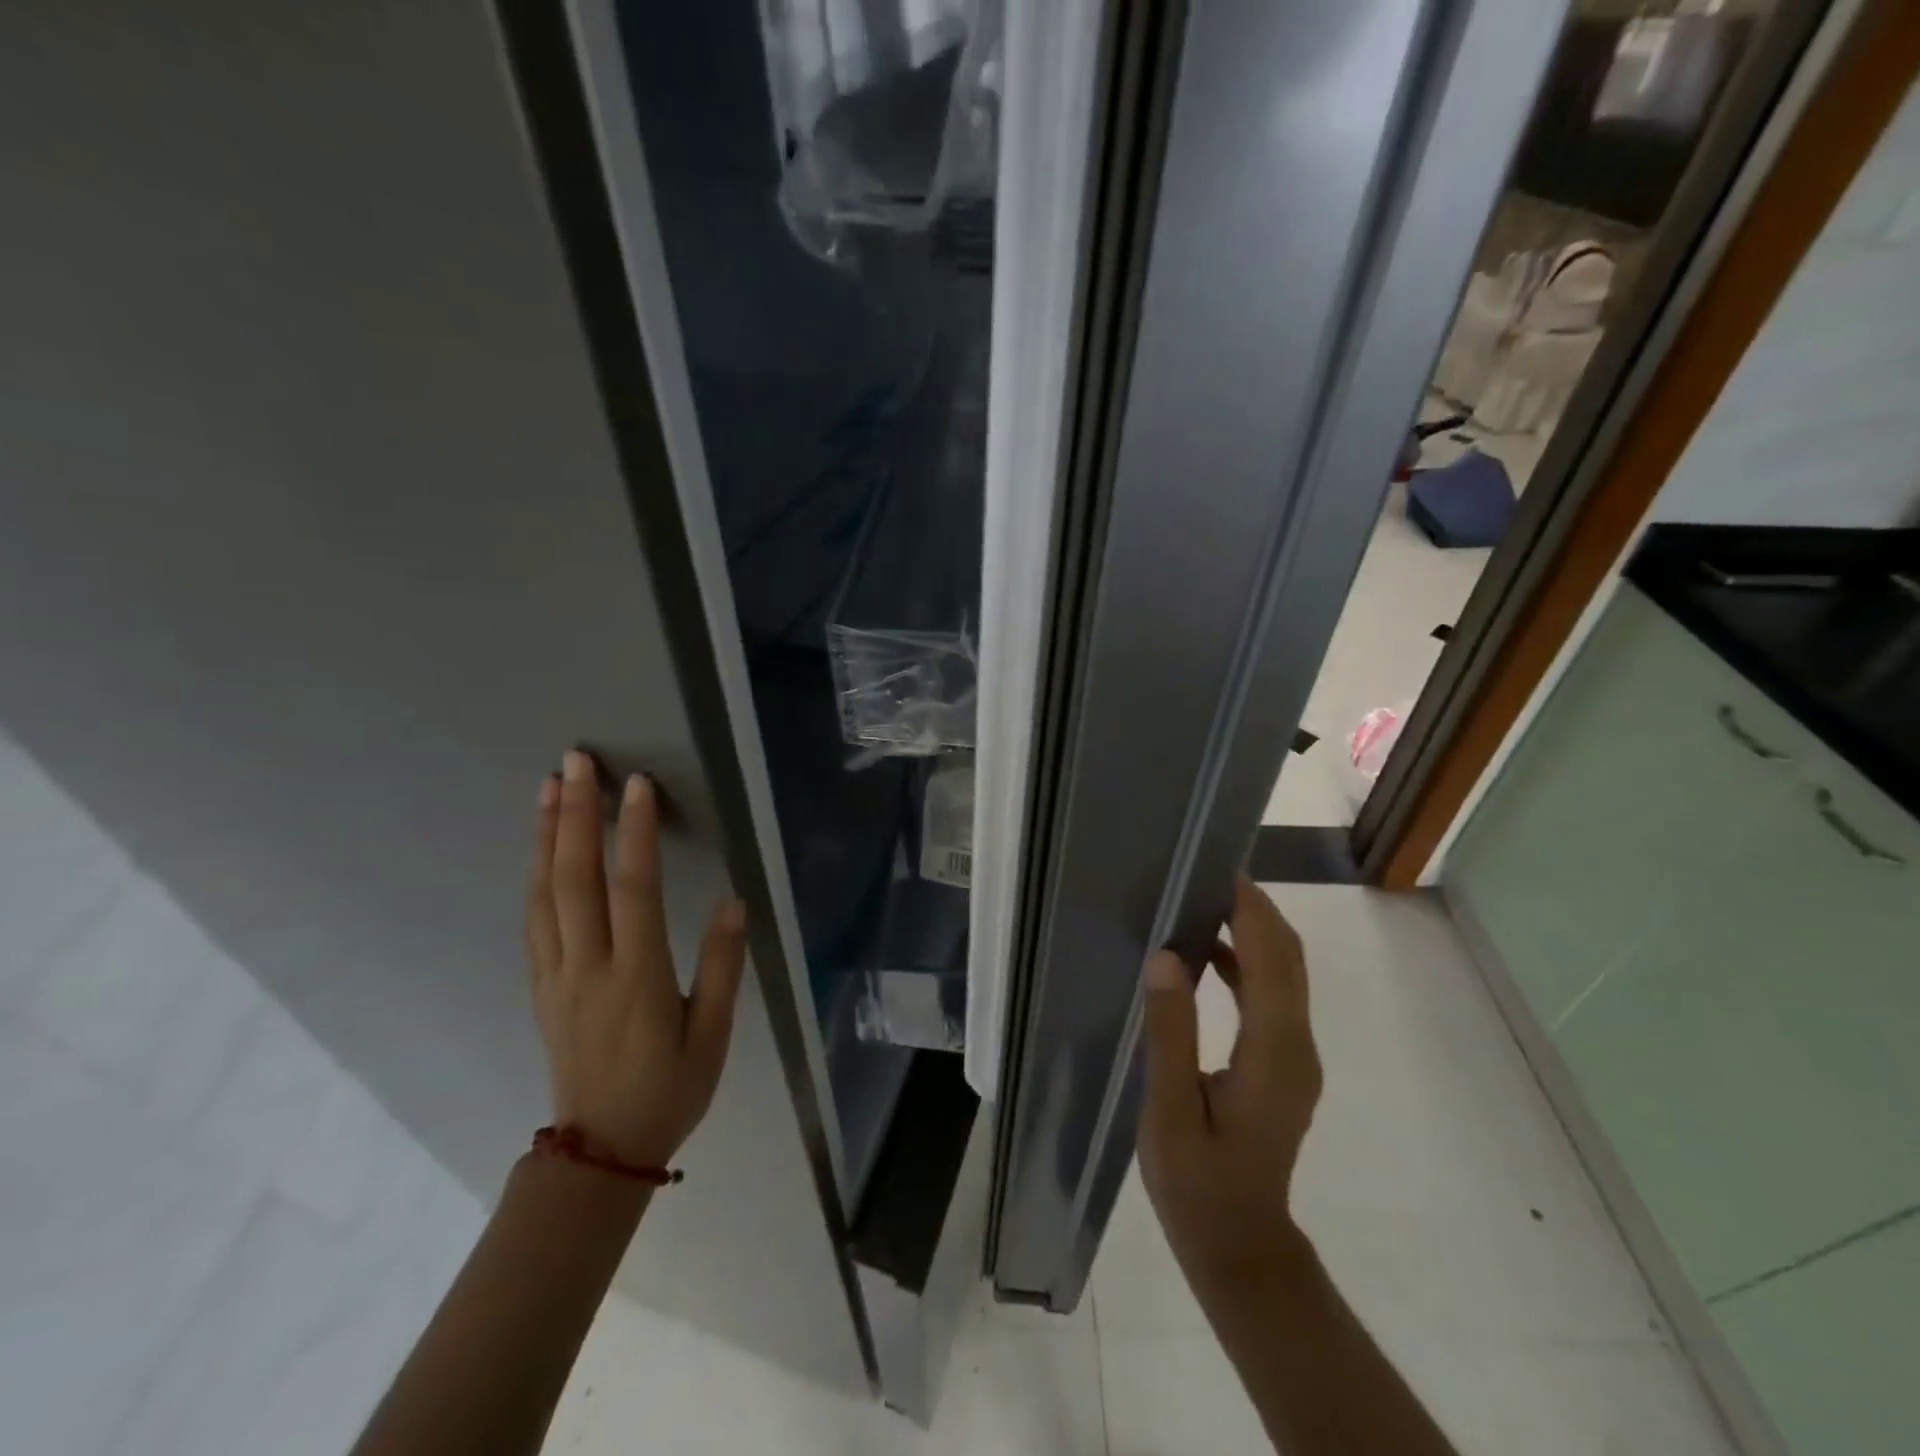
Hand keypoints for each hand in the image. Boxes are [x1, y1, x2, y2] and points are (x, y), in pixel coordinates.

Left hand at [525, 750, 746, 1167]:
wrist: (600, 1153)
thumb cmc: (669, 1090)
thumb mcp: (713, 1036)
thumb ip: (722, 967)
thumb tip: (732, 902)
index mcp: (637, 979)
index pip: (634, 891)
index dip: (635, 834)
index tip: (637, 785)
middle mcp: (588, 968)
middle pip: (575, 880)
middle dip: (576, 816)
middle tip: (575, 762)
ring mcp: (556, 976)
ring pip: (544, 894)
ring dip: (546, 836)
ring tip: (549, 788)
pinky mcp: (541, 986)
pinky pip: (533, 920)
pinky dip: (535, 874)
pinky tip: (540, 849)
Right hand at [1137, 876, 1322, 1304]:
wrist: (1240, 1247)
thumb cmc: (1198, 1185)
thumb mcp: (1171, 1112)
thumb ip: (1171, 1033)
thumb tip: (1165, 957)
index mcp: (1274, 1054)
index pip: (1272, 962)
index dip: (1252, 911)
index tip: (1220, 869)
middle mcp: (1297, 1047)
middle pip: (1288, 959)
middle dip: (1255, 911)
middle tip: (1205, 874)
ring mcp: (1295, 1056)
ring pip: (1283, 975)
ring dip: (1251, 933)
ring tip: (1201, 900)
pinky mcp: (1284, 1064)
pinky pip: (1271, 996)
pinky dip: (1245, 963)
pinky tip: (1204, 956)